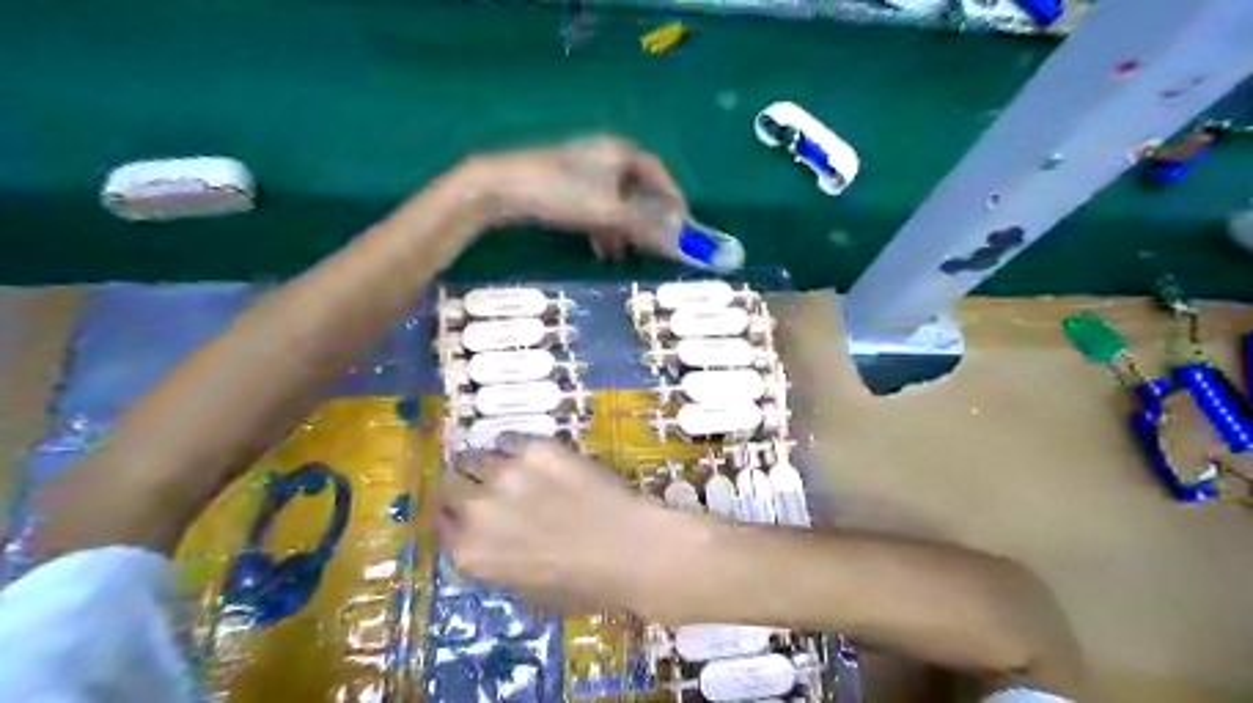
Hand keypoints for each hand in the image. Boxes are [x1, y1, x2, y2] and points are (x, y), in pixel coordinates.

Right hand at [430, 437, 683, 611]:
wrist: (628, 549)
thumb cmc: (583, 585)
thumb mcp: (527, 594)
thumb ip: (496, 565)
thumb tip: (493, 544)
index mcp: (471, 552)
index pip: (437, 523)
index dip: (448, 514)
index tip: (458, 509)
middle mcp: (478, 509)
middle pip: (449, 483)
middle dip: (460, 484)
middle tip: (481, 485)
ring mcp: (507, 473)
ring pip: (476, 457)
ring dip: (486, 464)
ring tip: (508, 467)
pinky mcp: (536, 448)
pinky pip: (510, 439)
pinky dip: (515, 447)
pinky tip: (532, 454)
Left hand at [465, 133, 688, 260]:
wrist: (501, 188)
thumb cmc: (562, 193)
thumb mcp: (609, 211)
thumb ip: (646, 225)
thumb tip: (678, 238)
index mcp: (620, 152)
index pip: (659, 174)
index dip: (674, 199)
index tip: (684, 224)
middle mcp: (605, 156)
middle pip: (638, 190)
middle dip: (646, 221)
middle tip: (656, 245)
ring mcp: (583, 170)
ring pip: (615, 202)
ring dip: (623, 230)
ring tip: (625, 255)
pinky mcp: (565, 185)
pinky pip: (596, 207)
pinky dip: (603, 228)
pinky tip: (602, 251)